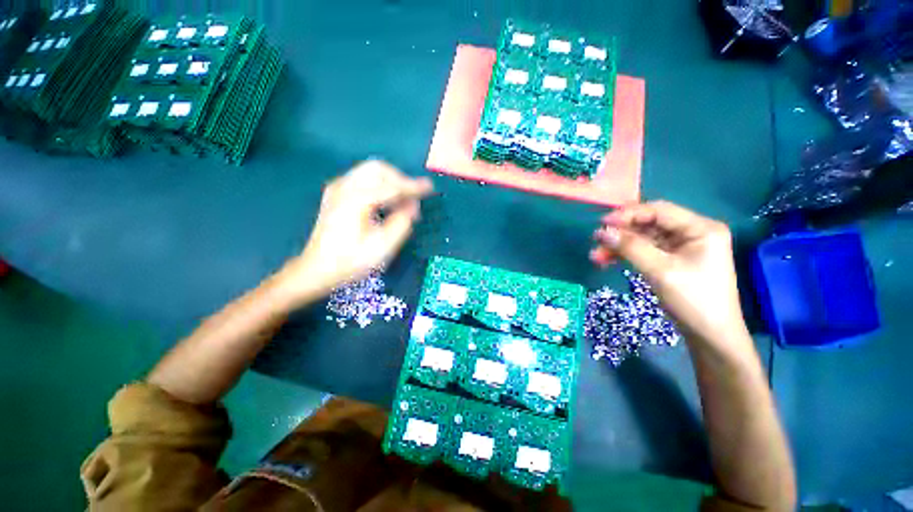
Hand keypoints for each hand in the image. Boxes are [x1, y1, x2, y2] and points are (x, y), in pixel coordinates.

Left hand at [279, 161, 433, 301]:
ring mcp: (337, 188)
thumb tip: (412, 206)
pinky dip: (379, 185)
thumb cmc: (351, 262)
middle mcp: (345, 186)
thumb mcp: (382, 247)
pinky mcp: (336, 194)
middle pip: (379, 168)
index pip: (392, 186)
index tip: (430, 187)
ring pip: (370, 171)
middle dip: (400, 179)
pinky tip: (385, 202)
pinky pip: (362, 179)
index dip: (413, 187)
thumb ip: (402, 223)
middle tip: (412, 199)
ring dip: (390, 182)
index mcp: (356, 199)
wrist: (316, 270)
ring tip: (401, 202)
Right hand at [590, 201, 748, 347]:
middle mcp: (691, 233)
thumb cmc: (693, 300)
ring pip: (642, 239)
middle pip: (648, 224)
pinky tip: (607, 261)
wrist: (710, 336)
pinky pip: (644, 251)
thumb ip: (631, 248)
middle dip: (621, 234)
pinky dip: (625, 255)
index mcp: (700, 228)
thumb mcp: (660, 271)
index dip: (628, 214)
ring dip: (619, 246)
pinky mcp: (672, 260)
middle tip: (596, 242)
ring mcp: (681, 247)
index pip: (659, 211)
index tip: (601, 223)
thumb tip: (602, 232)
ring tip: (596, 256)